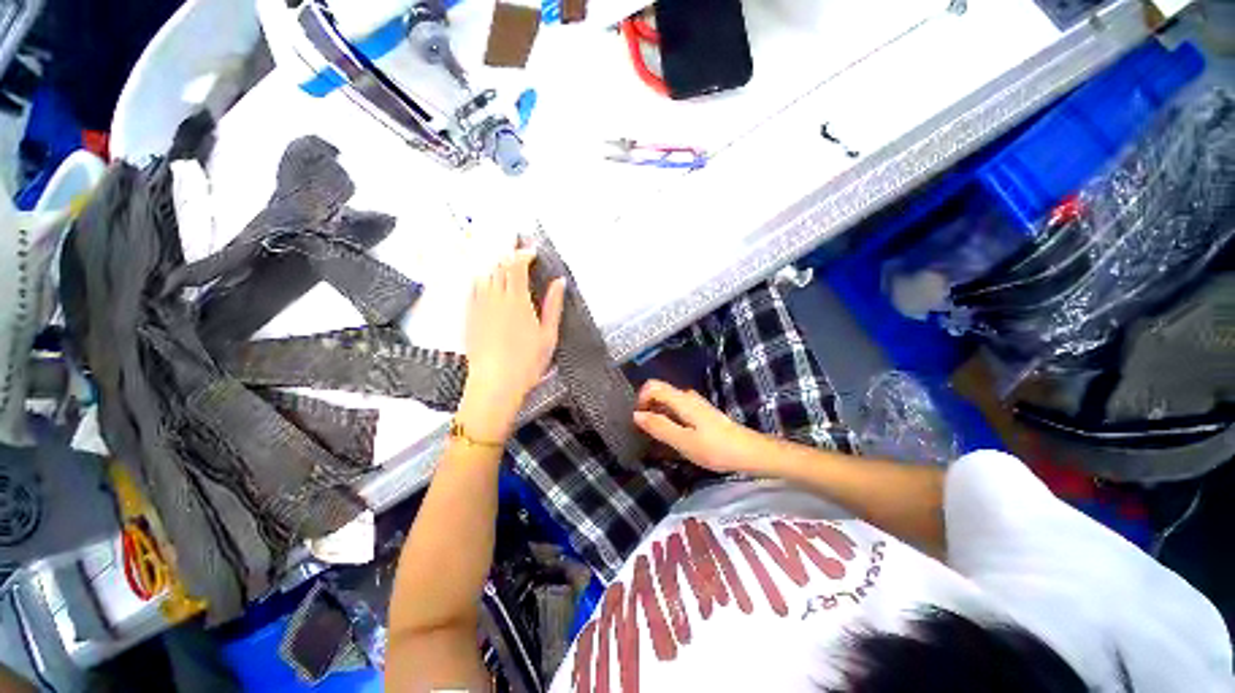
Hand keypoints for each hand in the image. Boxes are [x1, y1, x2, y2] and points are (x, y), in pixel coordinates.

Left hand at [460, 250, 565, 440]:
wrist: (495, 383)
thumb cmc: (527, 362)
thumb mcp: (549, 334)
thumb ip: (553, 305)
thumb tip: (559, 282)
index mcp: (518, 301)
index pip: (516, 266)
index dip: (523, 254)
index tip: (532, 253)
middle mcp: (496, 299)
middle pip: (499, 267)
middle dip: (510, 259)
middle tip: (521, 261)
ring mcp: (480, 307)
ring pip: (485, 276)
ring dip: (496, 269)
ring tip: (506, 273)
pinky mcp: (469, 317)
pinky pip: (473, 290)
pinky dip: (482, 282)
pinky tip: (488, 286)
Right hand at [633, 380, 772, 475]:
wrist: (749, 452)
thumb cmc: (716, 448)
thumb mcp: (684, 441)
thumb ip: (659, 427)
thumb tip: (636, 415)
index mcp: (682, 400)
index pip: (653, 386)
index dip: (640, 399)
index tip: (637, 420)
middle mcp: (687, 396)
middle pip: (659, 391)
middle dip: (647, 407)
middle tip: (645, 431)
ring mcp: (695, 403)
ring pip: (667, 401)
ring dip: (657, 413)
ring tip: (656, 436)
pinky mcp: (700, 412)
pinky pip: (676, 408)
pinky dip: (668, 417)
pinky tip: (672, 435)